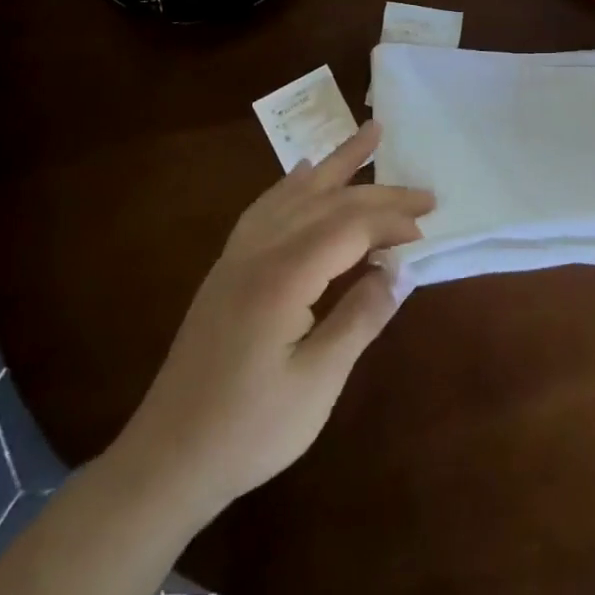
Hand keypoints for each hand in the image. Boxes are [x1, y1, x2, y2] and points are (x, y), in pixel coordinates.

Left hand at [112, 121, 431, 511]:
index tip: (427, 235)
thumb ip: (360, 318)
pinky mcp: (228, 269)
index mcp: (282, 277)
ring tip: (370, 134)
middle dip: (380, 193)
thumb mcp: (317, 384)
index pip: (349, 227)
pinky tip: (304, 171)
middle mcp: (258, 252)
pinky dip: (293, 183)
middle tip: (427, 193)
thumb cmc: (249, 430)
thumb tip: (399, 270)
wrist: (167, 460)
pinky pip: (266, 208)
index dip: (392, 224)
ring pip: (296, 192)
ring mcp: (238, 256)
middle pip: (328, 202)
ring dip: (336, 163)